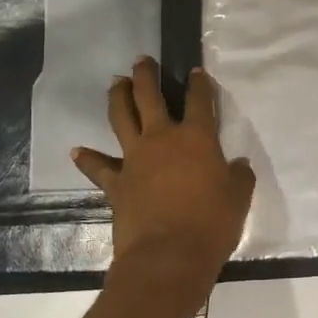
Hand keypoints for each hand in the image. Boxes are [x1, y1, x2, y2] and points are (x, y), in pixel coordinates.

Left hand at [73, 59, 255, 285]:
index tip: (196, 71)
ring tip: (116, 82)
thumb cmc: (212, 224)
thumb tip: (238, 165)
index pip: (199, 101)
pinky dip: (88, 158)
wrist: (168, 257)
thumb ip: (239, 176)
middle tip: (142, 60)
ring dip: (117, 97)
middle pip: (149, 97)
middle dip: (146, 75)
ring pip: (121, 118)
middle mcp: (162, 139)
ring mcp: (134, 159)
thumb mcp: (239, 197)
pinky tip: (78, 150)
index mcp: (197, 138)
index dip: (199, 84)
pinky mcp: (116, 183)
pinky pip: (98, 166)